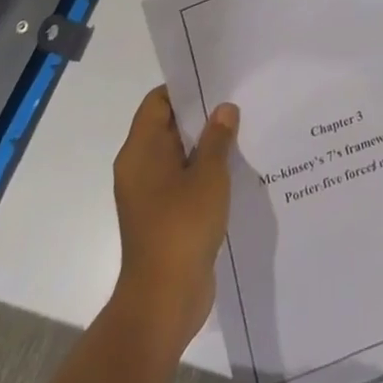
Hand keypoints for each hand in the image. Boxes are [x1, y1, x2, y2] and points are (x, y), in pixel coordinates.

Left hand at [109, 85, 238, 357]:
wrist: (163, 301)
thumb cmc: (181, 227)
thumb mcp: (208, 176)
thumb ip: (218, 138)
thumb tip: (224, 109)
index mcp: (140, 151)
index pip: (158, 102)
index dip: (185, 89)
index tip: (217, 81)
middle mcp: (140, 168)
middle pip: (169, 127)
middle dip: (202, 115)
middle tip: (238, 101)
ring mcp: (150, 194)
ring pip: (179, 155)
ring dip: (207, 146)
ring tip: (243, 131)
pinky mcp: (163, 216)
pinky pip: (183, 180)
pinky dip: (204, 172)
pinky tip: (235, 170)